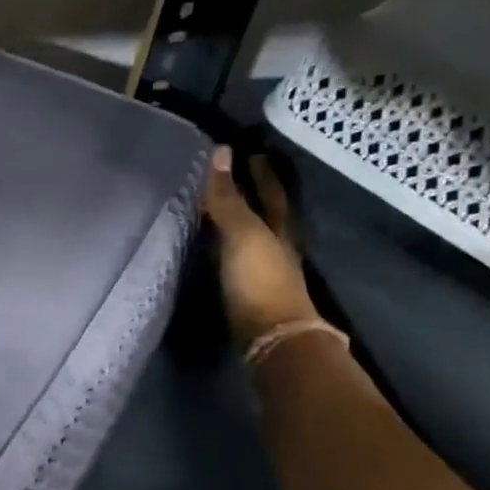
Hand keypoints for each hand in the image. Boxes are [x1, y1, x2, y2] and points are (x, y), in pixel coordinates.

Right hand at [203, 145, 320, 348]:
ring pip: (252, 237)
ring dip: (238, 221)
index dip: (263, 173)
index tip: (252, 152)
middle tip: (235, 174)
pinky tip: (210, 246)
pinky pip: (235, 259)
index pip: (272, 193)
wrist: (270, 338)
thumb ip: (228, 197)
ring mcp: (263, 272)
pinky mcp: (247, 293)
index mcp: (279, 229)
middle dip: (254, 195)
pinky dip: (224, 247)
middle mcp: (276, 248)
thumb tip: (221, 151)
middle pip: (267, 214)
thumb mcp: (242, 233)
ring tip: (215, 206)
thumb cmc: (260, 280)